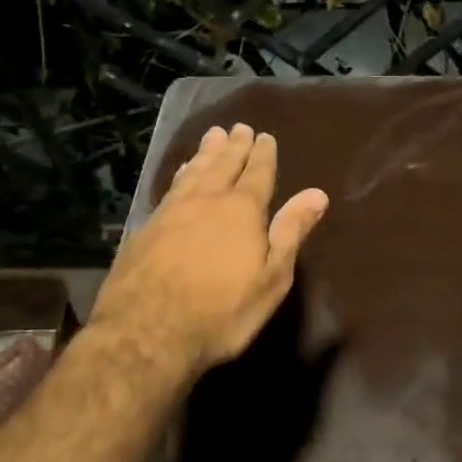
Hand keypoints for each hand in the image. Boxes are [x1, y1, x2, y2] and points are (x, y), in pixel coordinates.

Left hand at [96, 123, 328, 373]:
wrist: (145, 334)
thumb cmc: (221, 312)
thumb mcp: (271, 278)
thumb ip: (291, 232)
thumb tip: (317, 193)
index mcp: (242, 210)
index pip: (257, 173)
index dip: (263, 154)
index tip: (265, 136)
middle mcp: (207, 200)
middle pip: (223, 164)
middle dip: (234, 146)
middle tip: (238, 127)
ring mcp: (172, 211)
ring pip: (194, 171)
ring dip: (206, 153)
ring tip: (212, 136)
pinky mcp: (146, 228)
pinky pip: (171, 187)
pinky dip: (181, 173)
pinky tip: (182, 172)